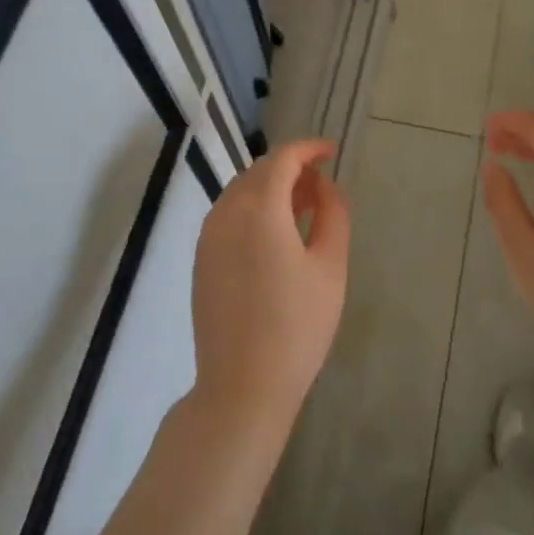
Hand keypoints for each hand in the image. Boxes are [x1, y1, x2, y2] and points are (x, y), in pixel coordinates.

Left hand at [188, 139, 350, 445]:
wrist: (242, 385)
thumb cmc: (297, 326)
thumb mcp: (330, 268)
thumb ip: (333, 214)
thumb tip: (325, 186)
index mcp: (259, 208)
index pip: (283, 159)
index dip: (309, 148)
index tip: (332, 151)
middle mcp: (226, 212)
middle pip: (259, 172)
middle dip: (292, 168)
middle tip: (323, 184)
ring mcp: (207, 236)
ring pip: (241, 192)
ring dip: (272, 188)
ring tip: (304, 207)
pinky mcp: (201, 258)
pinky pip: (229, 216)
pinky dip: (254, 210)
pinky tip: (276, 234)